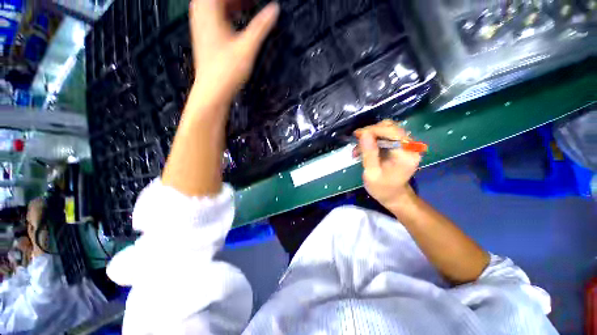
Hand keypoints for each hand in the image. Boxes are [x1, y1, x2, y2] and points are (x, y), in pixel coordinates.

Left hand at [189, 0, 278, 104]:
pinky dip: (227, 12)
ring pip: (216, 3)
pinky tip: (237, 19)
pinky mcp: (203, 34)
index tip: (256, 1)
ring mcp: (200, 23)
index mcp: (209, 9)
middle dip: (239, 0)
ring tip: (248, 6)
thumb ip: (261, 26)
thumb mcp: (247, 47)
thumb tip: (275, 9)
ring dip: (233, 3)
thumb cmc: (227, 71)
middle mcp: (201, 11)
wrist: (212, 90)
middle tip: (254, 3)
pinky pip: (214, 13)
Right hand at [354, 120, 421, 208]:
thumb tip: (363, 133)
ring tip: (358, 148)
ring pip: (387, 130)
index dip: (373, 130)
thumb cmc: (382, 188)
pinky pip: (385, 136)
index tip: (357, 135)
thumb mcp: (371, 173)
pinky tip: (363, 149)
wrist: (394, 196)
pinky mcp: (400, 146)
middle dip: (371, 131)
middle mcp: (409, 146)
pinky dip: (373, 140)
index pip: (392, 132)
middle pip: (390, 127)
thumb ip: (369, 153)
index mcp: (406, 154)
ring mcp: (406, 145)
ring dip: (370, 136)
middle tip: (356, 140)